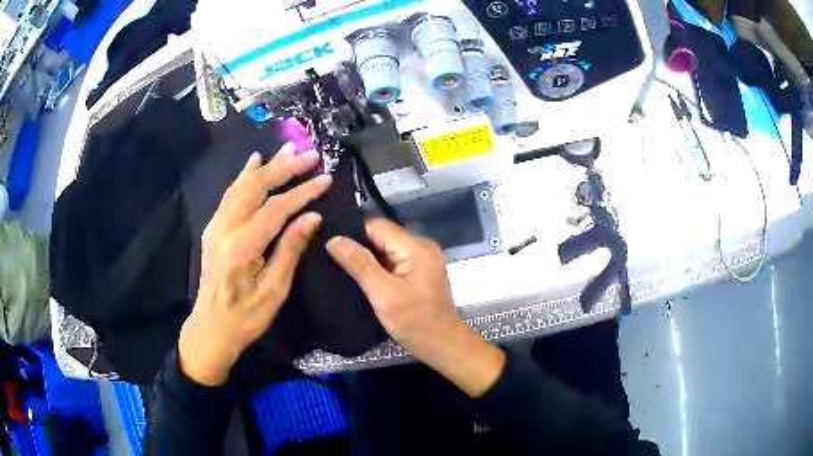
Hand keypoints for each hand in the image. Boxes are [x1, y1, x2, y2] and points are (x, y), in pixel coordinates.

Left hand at [179, 143, 331, 385]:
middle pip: (257, 187)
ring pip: (242, 185)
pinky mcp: (213, 228)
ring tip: (288, 148)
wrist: (211, 327)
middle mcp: (225, 228)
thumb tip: (312, 217)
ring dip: (267, 165)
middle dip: (285, 168)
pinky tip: (254, 161)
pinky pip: (230, 194)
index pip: (276, 208)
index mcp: (242, 246)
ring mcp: (216, 225)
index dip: (303, 192)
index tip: (326, 178)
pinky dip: (244, 175)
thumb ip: (290, 249)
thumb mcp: (274, 290)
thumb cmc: (246, 316)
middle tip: (310, 155)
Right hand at [326, 219, 505, 396]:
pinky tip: (360, 276)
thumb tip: (334, 239)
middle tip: (330, 257)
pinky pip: (392, 260)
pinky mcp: (418, 271)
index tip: (329, 244)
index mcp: (417, 248)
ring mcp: (421, 259)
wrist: (442, 345)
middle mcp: (421, 246)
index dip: (353, 234)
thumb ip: (360, 265)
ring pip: (385, 248)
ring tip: (340, 266)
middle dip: (358, 246)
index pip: (378, 226)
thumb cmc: (415, 323)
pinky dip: (377, 266)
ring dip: (366, 257)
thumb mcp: (384, 295)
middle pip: (382, 236)